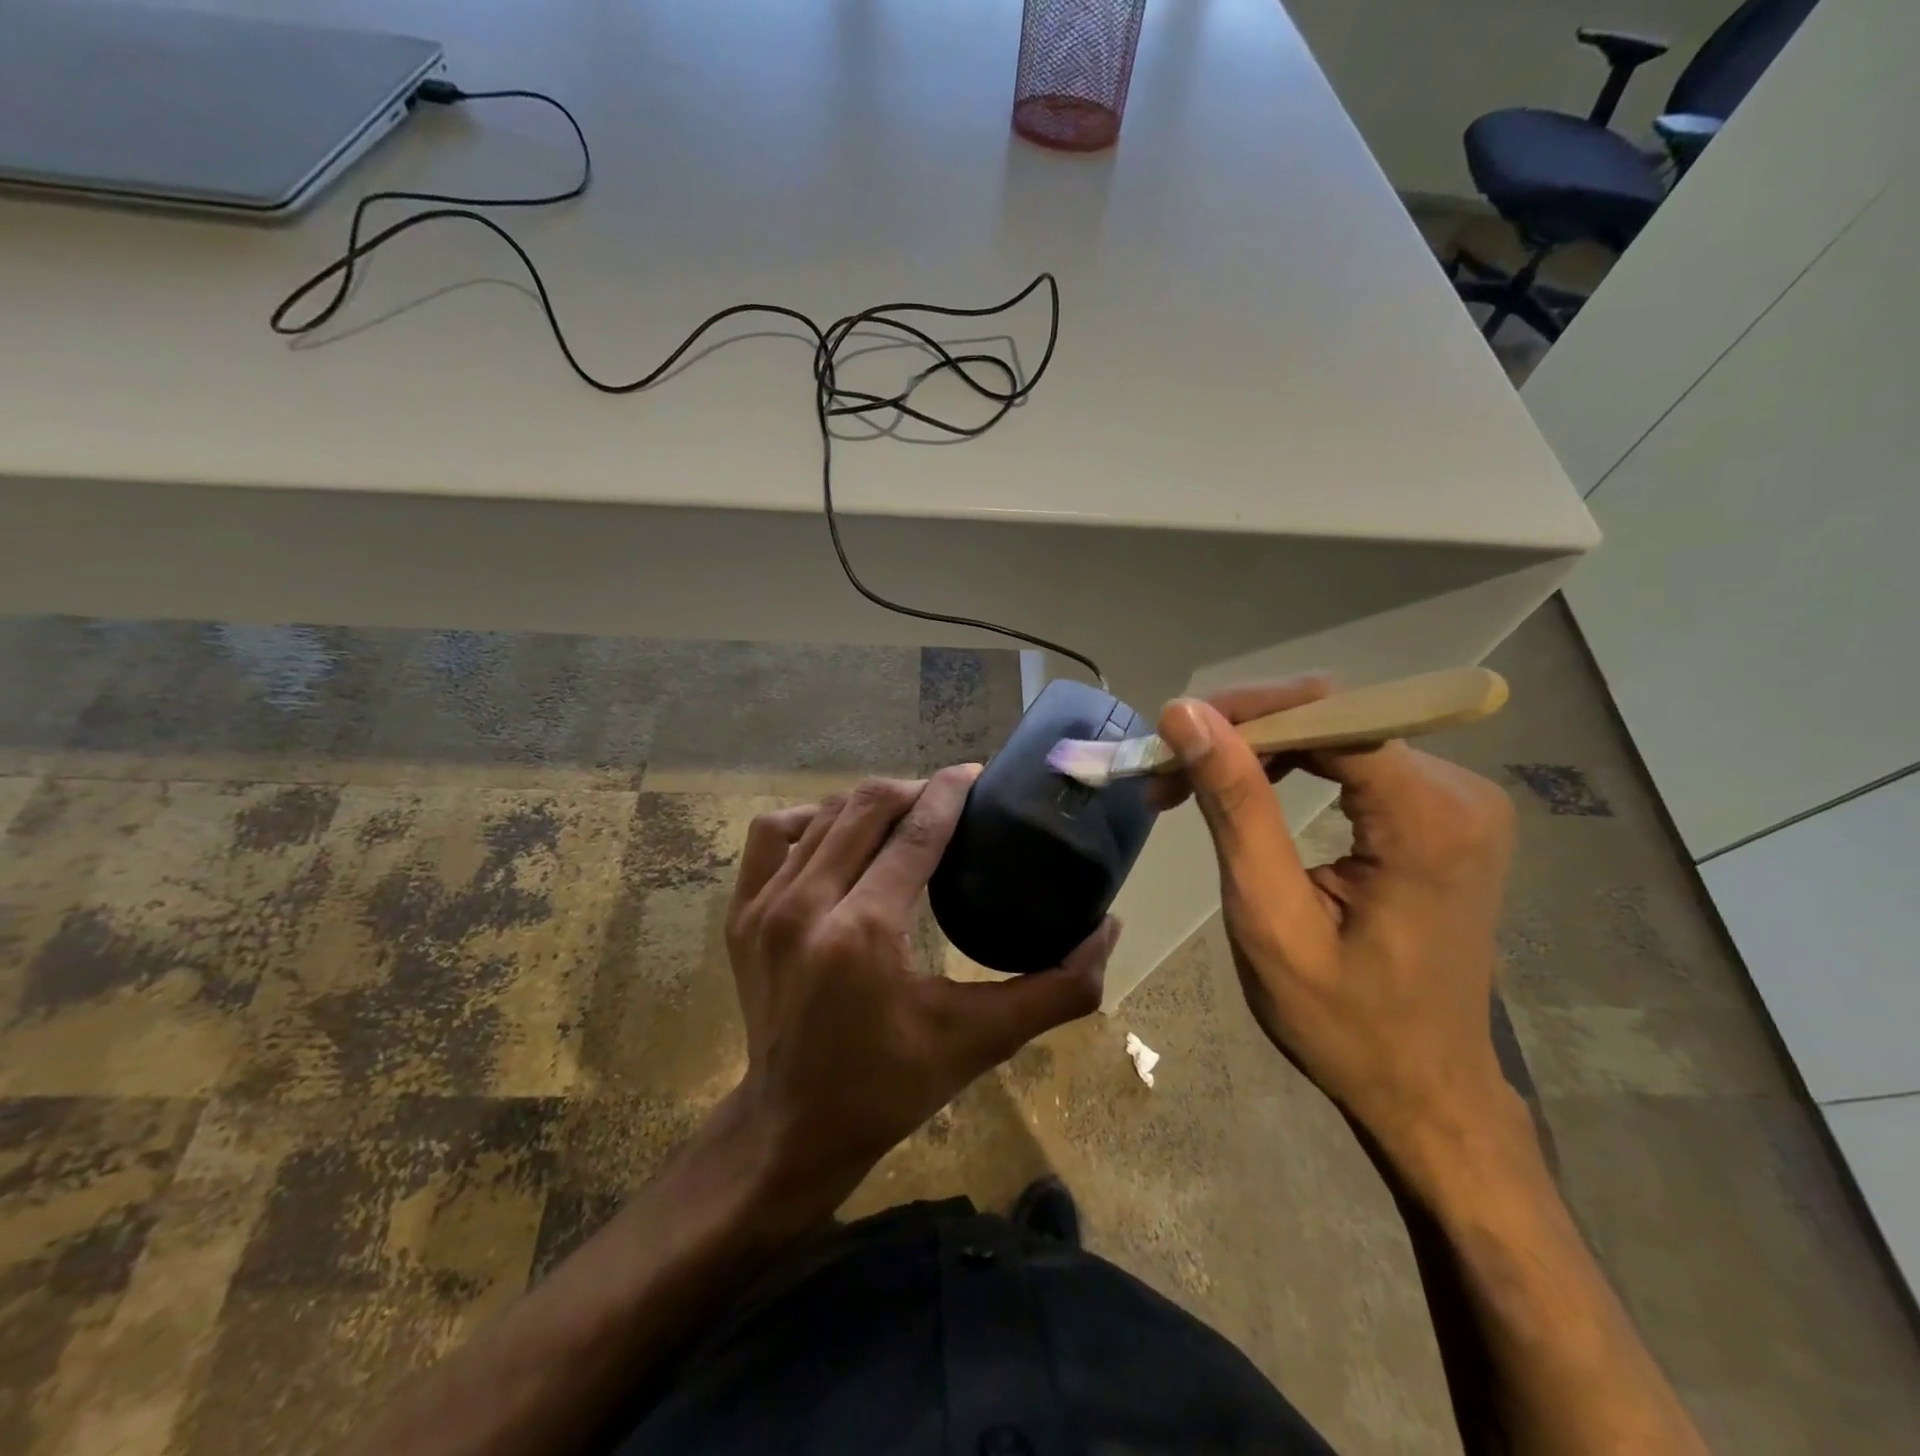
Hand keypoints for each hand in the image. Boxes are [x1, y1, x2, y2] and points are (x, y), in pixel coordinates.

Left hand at [723, 766, 1118, 1212]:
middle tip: (950, 799)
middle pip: (867, 807)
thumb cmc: (891, 1086)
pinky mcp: (740, 915)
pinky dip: (809, 820)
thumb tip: (1109, 930)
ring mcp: (764, 908)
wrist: (793, 1128)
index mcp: (864, 933)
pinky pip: (773, 836)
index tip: (976, 774)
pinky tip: (837, 834)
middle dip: (915, 790)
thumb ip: (1056, 989)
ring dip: (868, 803)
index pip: (915, 830)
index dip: (950, 791)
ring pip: (822, 814)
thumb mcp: (982, 1041)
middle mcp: (806, 906)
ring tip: (903, 815)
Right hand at [1155, 682, 1518, 1161]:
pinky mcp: (1444, 814)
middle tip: (1169, 771)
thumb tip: (1188, 715)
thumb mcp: (1270, 917)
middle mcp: (1460, 792)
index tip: (1171, 737)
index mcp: (1429, 819)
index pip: (1328, 714)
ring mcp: (1459, 801)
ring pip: (1339, 731)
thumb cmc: (1343, 1021)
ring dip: (1258, 749)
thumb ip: (1236, 807)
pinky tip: (1247, 789)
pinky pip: (1356, 759)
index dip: (1243, 712)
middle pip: (1334, 716)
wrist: (1426, 1089)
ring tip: (1191, 783)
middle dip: (1242, 732)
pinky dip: (1291, 765)